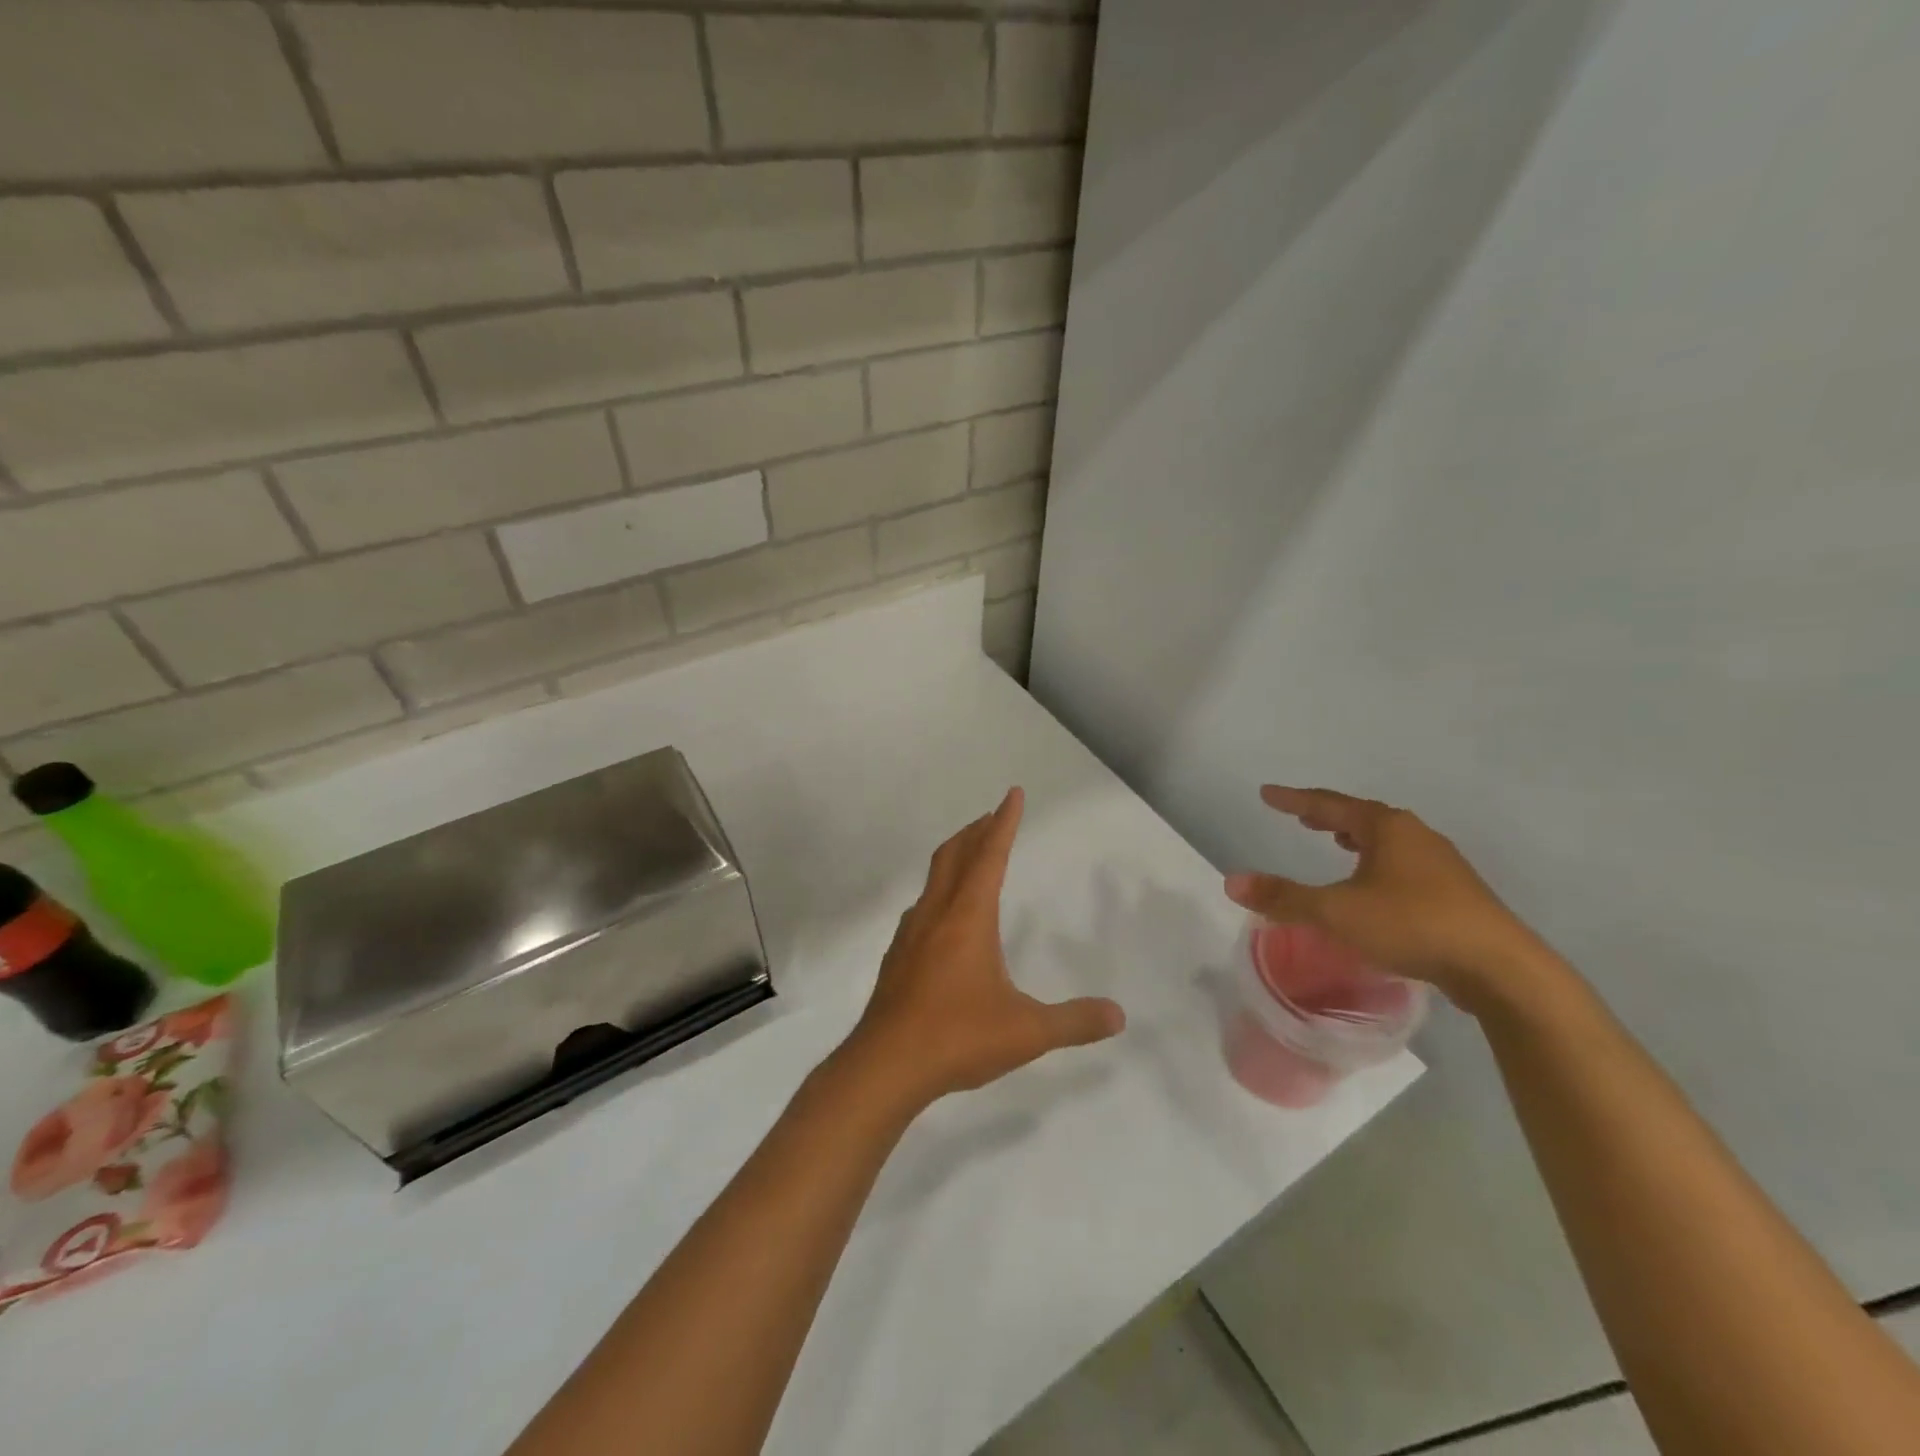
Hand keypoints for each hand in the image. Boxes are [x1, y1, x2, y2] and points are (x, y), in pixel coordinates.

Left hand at [841, 787, 1125, 1108]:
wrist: (884, 1065)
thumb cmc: (957, 1037)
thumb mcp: (1027, 1032)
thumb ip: (1074, 1022)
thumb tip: (1118, 1015)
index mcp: (968, 917)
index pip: (990, 856)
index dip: (1004, 823)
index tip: (1012, 794)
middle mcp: (936, 915)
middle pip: (954, 855)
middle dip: (975, 830)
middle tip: (992, 817)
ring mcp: (911, 935)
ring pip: (933, 879)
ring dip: (954, 858)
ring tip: (970, 859)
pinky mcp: (896, 958)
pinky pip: (921, 908)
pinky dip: (939, 893)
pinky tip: (943, 918)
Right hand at [1224, 786, 1548, 1007]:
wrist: (1500, 967)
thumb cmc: (1411, 925)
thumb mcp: (1336, 912)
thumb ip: (1284, 897)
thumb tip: (1231, 883)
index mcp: (1386, 828)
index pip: (1329, 805)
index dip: (1294, 800)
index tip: (1267, 794)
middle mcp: (1415, 836)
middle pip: (1362, 817)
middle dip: (1329, 816)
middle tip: (1302, 816)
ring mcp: (1441, 864)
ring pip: (1387, 841)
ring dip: (1357, 839)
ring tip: (1337, 842)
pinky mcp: (1456, 894)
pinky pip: (1403, 865)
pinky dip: (1378, 863)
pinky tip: (1375, 886)